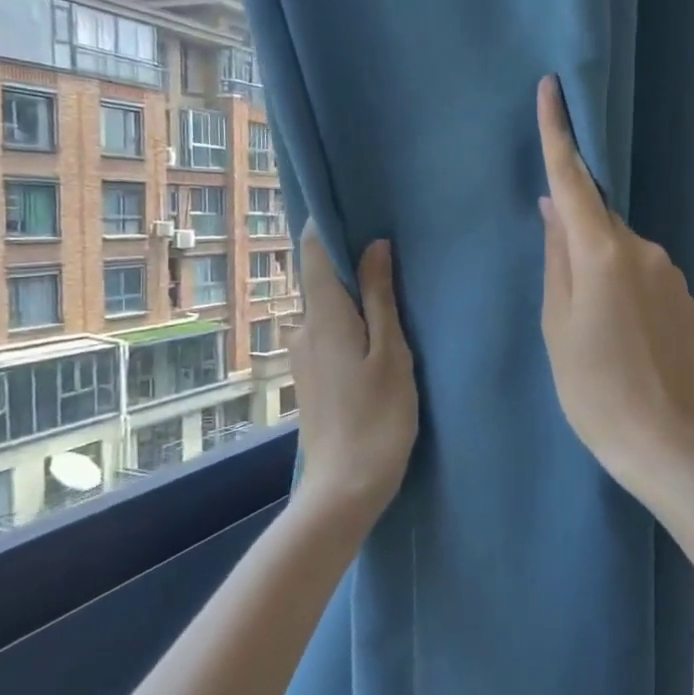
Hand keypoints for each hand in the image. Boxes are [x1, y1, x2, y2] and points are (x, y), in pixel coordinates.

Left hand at [291, 223, 418, 518]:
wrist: (345, 487)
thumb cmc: (378, 417)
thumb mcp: (391, 353)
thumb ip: (380, 298)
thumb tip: (374, 246)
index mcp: (324, 317)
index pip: (312, 252)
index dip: (327, 225)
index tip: (355, 207)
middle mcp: (303, 329)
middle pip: (319, 278)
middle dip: (348, 259)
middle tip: (390, 249)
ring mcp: (303, 355)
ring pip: (326, 307)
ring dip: (351, 293)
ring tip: (391, 290)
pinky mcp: (310, 376)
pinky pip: (327, 331)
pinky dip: (349, 321)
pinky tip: (376, 333)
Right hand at [536, 75, 693, 493]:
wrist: (660, 437)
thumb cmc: (591, 386)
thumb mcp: (555, 324)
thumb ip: (556, 257)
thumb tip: (554, 209)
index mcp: (602, 253)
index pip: (573, 181)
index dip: (558, 134)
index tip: (552, 90)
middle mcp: (643, 249)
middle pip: (598, 221)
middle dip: (576, 234)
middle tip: (564, 291)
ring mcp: (670, 270)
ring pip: (621, 249)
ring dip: (601, 267)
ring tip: (594, 326)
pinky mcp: (684, 294)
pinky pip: (643, 272)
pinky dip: (624, 285)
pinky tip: (620, 331)